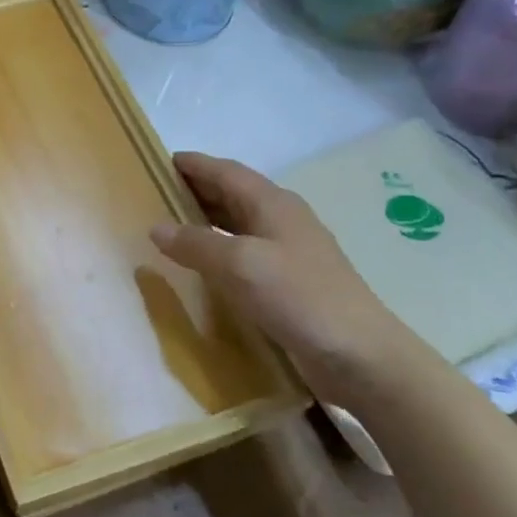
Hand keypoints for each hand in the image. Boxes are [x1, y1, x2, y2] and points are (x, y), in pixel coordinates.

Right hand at [150, 152, 432, 411]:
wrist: (360, 355)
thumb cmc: (299, 297)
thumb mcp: (239, 265)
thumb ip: (196, 243)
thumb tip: (156, 227)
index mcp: (272, 204)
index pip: (226, 171)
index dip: (195, 164)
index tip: (161, 160)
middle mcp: (281, 219)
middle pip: (233, 193)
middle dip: (197, 188)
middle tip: (157, 192)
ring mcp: (289, 251)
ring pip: (239, 222)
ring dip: (207, 219)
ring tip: (172, 225)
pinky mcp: (290, 281)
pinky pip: (245, 252)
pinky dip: (219, 248)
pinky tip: (203, 264)